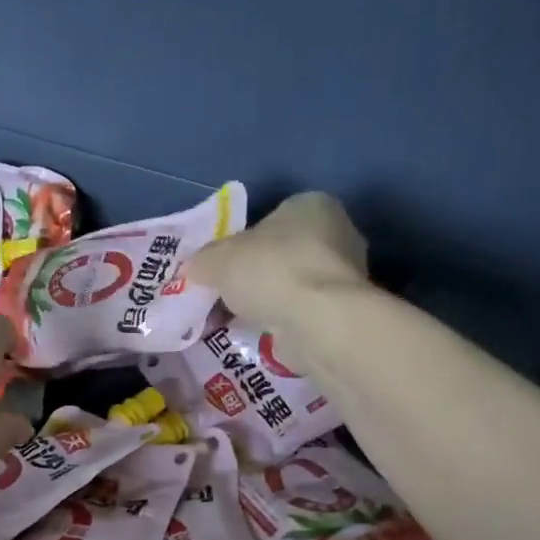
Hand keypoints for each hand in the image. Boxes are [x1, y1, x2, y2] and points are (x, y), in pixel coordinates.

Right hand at [189, 192, 368, 330]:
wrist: (317, 321)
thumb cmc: (270, 271)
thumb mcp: (217, 259)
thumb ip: (203, 260)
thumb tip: (194, 269)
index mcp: (311, 205)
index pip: (271, 219)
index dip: (241, 243)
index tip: (221, 268)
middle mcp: (337, 233)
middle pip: (282, 253)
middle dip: (254, 275)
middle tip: (225, 296)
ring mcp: (345, 275)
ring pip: (292, 285)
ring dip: (267, 301)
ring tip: (238, 320)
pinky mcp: (344, 310)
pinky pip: (303, 311)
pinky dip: (283, 321)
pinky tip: (261, 334)